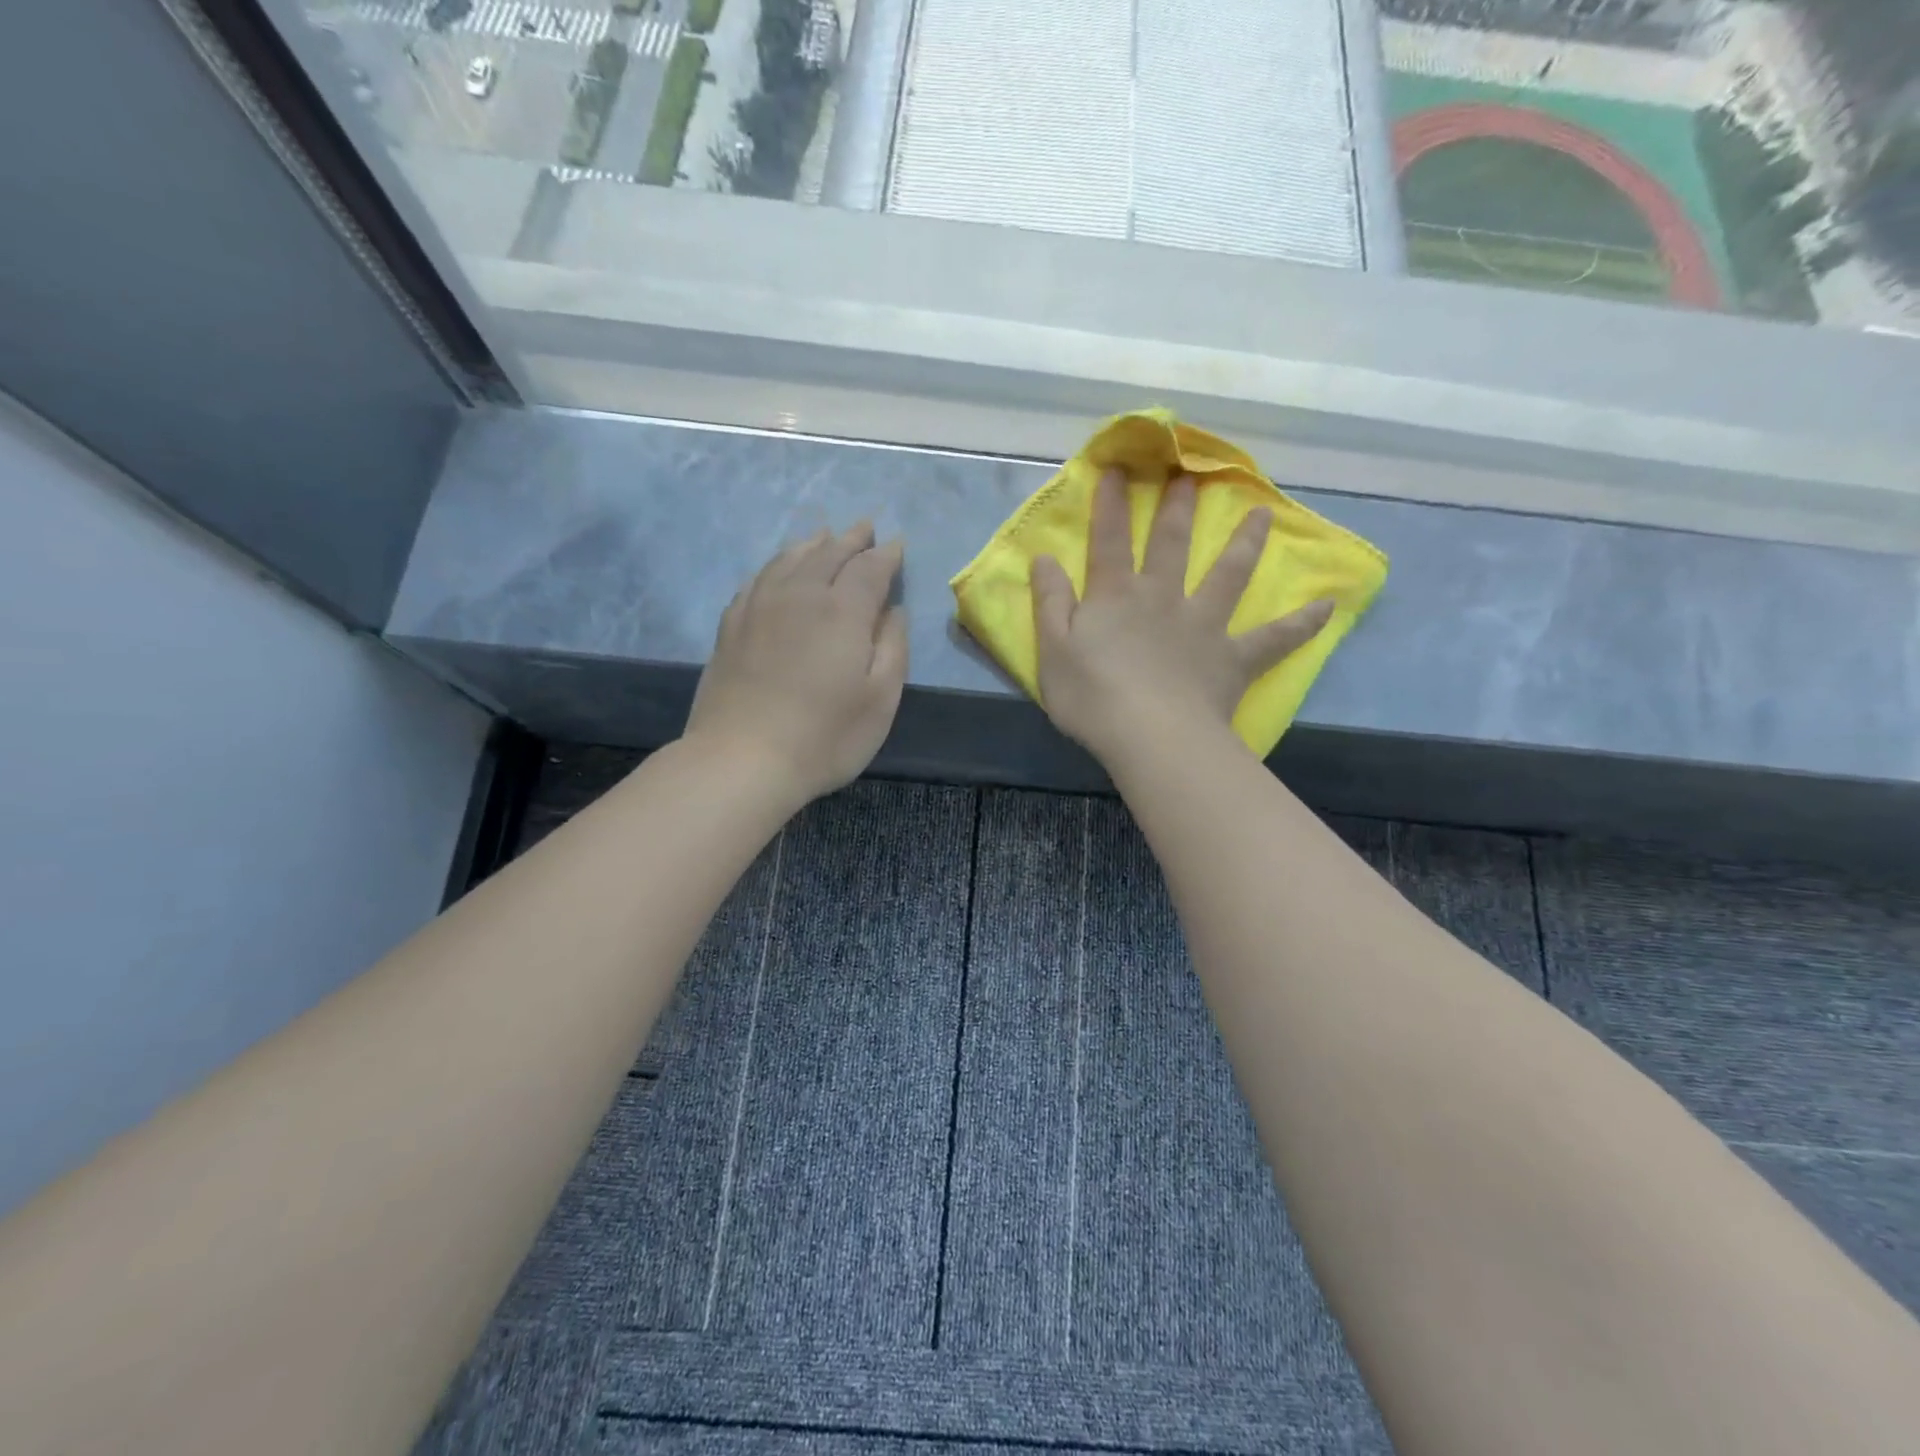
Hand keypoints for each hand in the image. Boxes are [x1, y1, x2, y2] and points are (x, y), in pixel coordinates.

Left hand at [685, 523, 907, 804]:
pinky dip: (776, 565)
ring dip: (812, 543)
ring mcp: (759, 607)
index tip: (896, 544)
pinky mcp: (731, 626)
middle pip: (828, 553)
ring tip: (824, 535)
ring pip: (789, 559)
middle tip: (865, 527)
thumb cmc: (824, 736)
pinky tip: (778, 569)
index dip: (886, 555)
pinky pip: (758, 578)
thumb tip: (892, 610)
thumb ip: (892, 647)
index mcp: (842, 611)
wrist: (741, 760)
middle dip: (851, 538)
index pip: (869, 568)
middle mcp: (800, 595)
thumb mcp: (880, 699)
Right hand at [1030, 471, 1331, 767]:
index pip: (1110, 540)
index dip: (1111, 505)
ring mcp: (1203, 625)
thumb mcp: (1052, 650)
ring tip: (1262, 514)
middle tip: (1191, 474)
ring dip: (1244, 542)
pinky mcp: (1232, 658)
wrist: (1150, 737)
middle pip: (1171, 545)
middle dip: (1178, 508)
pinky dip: (1300, 624)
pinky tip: (1327, 606)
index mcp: (1116, 596)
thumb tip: (1044, 559)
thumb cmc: (1092, 697)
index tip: (1118, 469)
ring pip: (1228, 575)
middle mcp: (1163, 598)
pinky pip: (1273, 639)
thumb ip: (1050, 602)